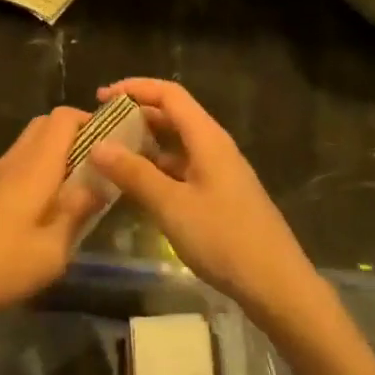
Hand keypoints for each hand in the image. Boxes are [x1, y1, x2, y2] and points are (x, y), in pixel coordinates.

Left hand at [0, 108, 103, 339]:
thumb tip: (99, 184)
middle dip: (74, 137)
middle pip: (44, 126)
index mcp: (34, 166)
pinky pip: (13, 169)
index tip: (113, 144)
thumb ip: (77, 213)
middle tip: (96, 169)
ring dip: (53, 158)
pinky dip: (33, 176)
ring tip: (73, 195)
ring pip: (27, 148)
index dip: (90, 121)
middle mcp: (12, 161)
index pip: (63, 118)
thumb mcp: (51, 251)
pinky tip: (39, 214)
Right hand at [88, 79, 319, 324]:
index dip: (134, 88)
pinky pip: (181, 170)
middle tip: (100, 128)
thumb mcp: (172, 206)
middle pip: (172, 116)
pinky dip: (156, 170)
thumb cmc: (224, 239)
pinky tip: (135, 188)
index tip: (100, 98)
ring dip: (144, 145)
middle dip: (135, 115)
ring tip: (109, 156)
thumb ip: (134, 174)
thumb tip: (97, 145)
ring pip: (176, 145)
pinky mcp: (219, 196)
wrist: (277, 285)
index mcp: (207, 138)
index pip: (169, 94)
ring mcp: (218, 172)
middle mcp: (214, 147)